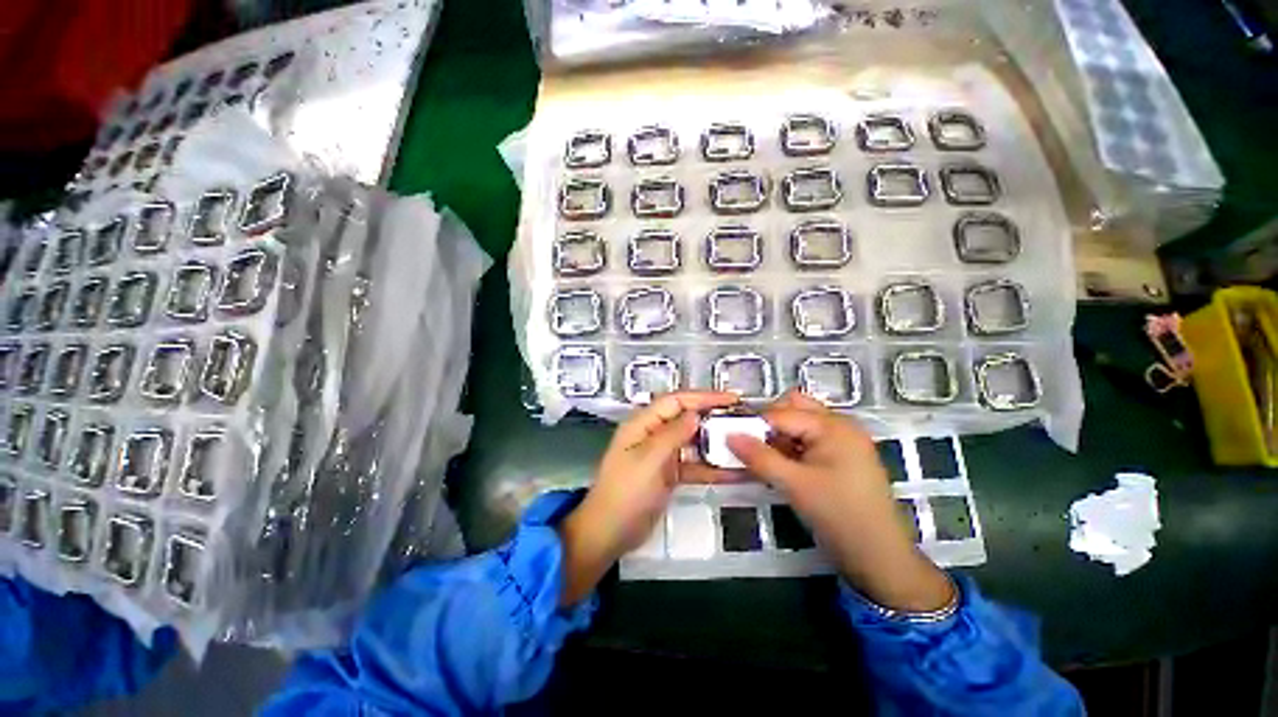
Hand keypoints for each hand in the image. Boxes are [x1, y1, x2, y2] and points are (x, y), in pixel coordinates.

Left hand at [558, 391, 740, 605]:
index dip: (703, 397)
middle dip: (713, 417)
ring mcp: (662, 455)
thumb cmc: (626, 492)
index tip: (732, 399)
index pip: (676, 401)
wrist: (610, 533)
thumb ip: (673, 434)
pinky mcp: (670, 475)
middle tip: (743, 419)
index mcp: (643, 424)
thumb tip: (696, 414)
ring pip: (693, 442)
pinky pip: (694, 466)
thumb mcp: (649, 460)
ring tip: (744, 443)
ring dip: (716, 443)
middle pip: (686, 418)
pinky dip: (712, 468)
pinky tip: (736, 472)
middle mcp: (653, 434)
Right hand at [726, 391, 953, 612]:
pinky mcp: (841, 457)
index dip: (754, 425)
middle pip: (793, 409)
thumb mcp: (794, 485)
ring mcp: (842, 441)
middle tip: (752, 447)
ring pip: (799, 425)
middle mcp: (839, 425)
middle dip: (768, 424)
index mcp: (832, 426)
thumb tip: (728, 435)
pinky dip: (789, 448)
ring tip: (763, 459)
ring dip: (777, 437)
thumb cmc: (840, 516)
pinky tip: (779, 466)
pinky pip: (808, 441)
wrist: (880, 558)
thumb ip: (759, 457)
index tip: (730, 439)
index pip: (781, 414)